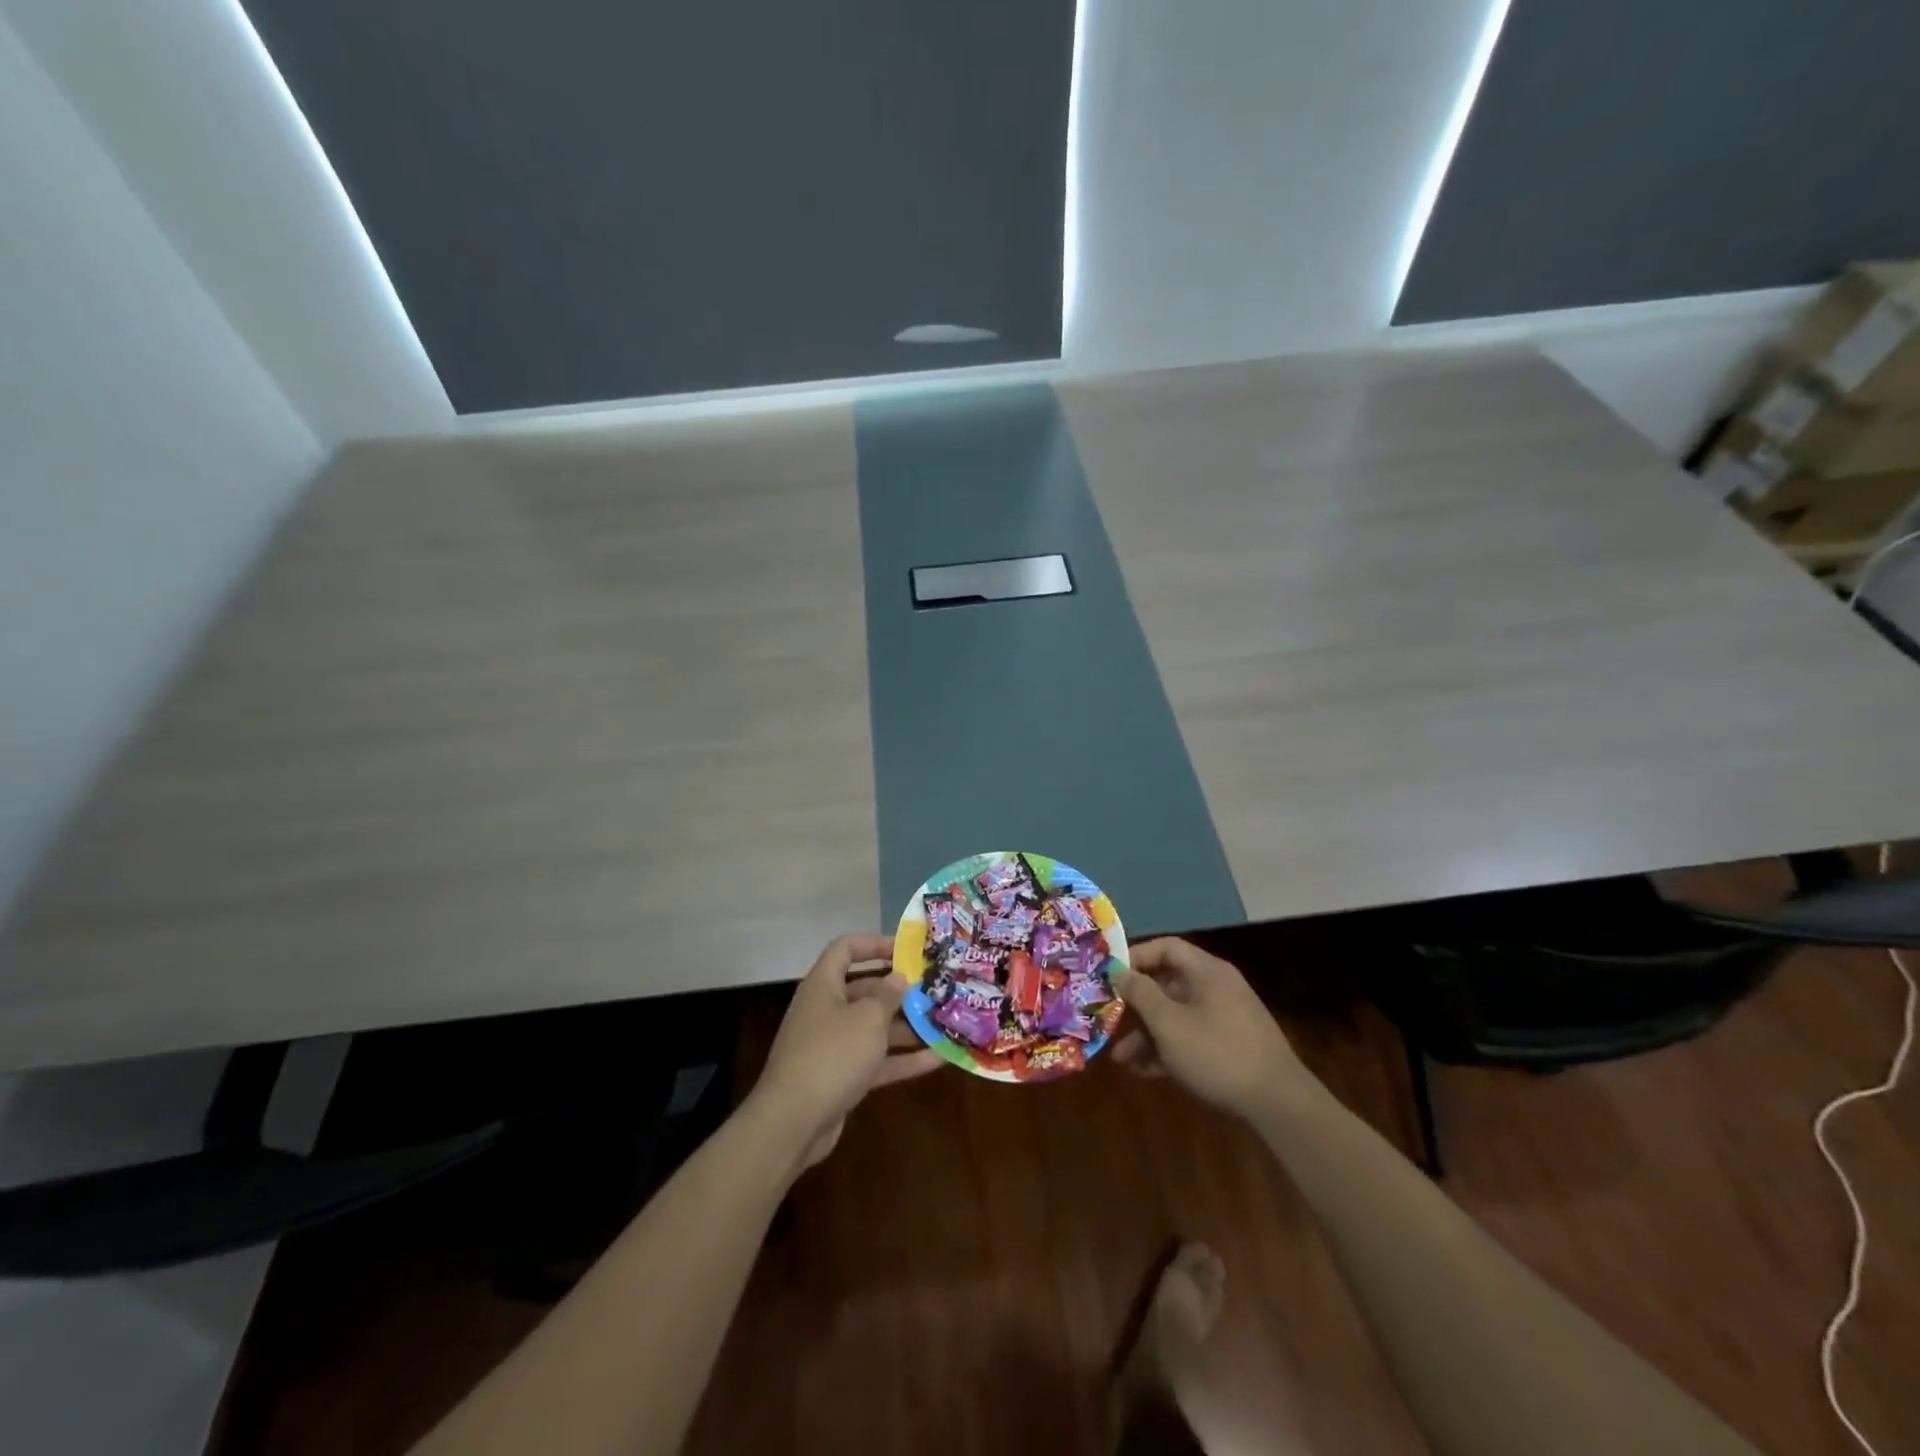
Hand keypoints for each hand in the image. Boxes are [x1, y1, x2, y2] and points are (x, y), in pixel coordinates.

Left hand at [753, 935, 940, 1167]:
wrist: (793, 1122)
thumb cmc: (832, 1054)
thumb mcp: (867, 1018)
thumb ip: (888, 995)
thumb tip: (899, 978)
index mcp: (824, 985)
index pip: (845, 949)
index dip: (874, 944)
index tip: (906, 950)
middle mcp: (825, 1010)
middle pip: (864, 990)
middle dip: (898, 991)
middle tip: (933, 989)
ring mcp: (832, 1046)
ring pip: (873, 1028)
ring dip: (906, 1027)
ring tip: (943, 1022)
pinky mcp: (841, 1077)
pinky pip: (875, 1060)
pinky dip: (902, 1059)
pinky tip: (937, 1059)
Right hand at [1112, 939, 1313, 1119]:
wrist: (1278, 1104)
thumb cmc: (1217, 1053)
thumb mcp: (1169, 1023)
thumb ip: (1141, 994)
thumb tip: (1120, 971)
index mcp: (1207, 972)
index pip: (1166, 947)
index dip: (1136, 957)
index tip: (1110, 976)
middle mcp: (1216, 988)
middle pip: (1167, 984)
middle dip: (1136, 1006)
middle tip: (1109, 1020)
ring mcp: (1225, 1018)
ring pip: (1176, 1016)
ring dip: (1147, 1034)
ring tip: (1121, 1059)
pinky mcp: (1229, 1047)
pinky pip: (1190, 1038)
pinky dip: (1167, 1050)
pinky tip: (1144, 1072)